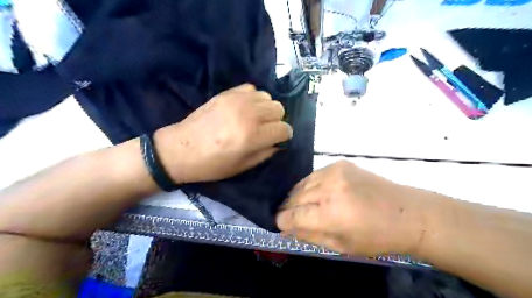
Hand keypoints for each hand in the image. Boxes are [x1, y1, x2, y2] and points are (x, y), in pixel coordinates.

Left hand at [155, 83, 294, 183]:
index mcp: (252, 136)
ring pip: (268, 97)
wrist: (180, 149)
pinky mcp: (226, 93)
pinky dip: (253, 98)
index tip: (279, 139)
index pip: (283, 129)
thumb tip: (278, 143)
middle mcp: (248, 115)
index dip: (284, 136)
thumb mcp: (242, 167)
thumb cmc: (211, 164)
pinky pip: (252, 89)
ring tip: (255, 118)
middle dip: (277, 121)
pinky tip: (245, 108)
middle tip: (266, 129)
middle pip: (279, 109)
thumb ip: (265, 153)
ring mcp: (236, 101)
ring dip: (266, 109)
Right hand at [276, 161, 426, 255]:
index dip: (281, 221)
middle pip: (294, 197)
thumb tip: (285, 228)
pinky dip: (311, 185)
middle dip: (288, 208)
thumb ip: (308, 235)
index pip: (291, 215)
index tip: (280, 224)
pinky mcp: (340, 163)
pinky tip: (317, 193)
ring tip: (303, 205)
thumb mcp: (340, 246)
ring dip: (298, 196)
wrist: (407, 212)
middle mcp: (329, 189)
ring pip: (302, 184)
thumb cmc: (376, 237)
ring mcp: (334, 172)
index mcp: (330, 214)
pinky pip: (314, 175)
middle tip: (289, 215)